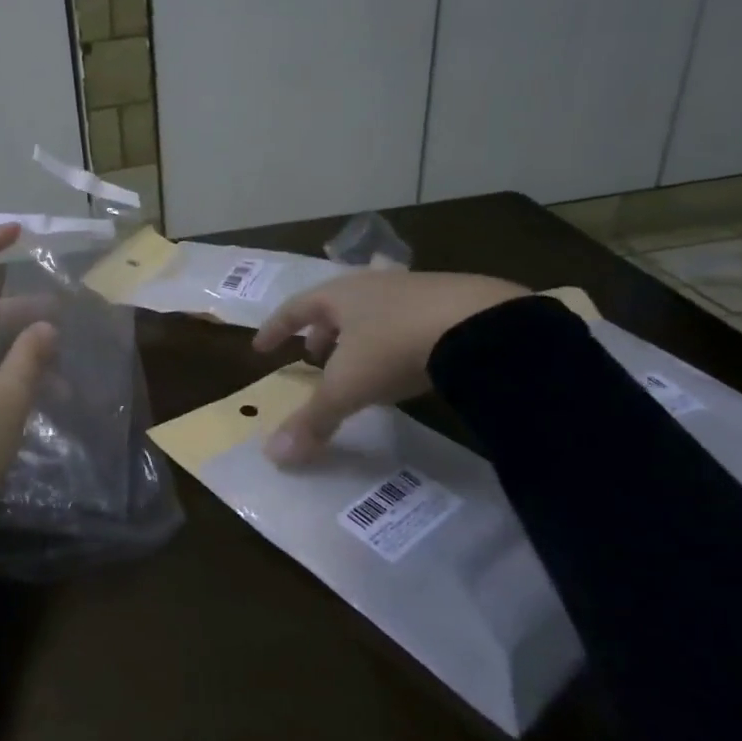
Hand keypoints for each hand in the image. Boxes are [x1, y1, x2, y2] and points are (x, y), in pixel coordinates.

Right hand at [253, 270, 527, 465]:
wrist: (480, 326)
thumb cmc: (395, 348)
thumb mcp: (348, 387)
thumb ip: (312, 420)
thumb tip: (273, 456)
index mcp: (338, 295)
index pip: (294, 308)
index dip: (275, 329)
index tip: (261, 347)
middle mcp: (371, 284)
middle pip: (335, 305)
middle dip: (321, 332)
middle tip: (313, 356)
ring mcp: (414, 288)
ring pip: (374, 309)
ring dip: (359, 334)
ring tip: (360, 360)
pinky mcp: (454, 300)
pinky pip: (411, 317)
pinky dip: (397, 335)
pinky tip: (410, 357)